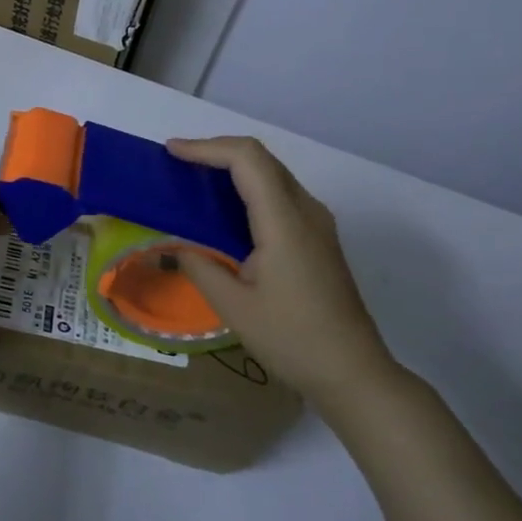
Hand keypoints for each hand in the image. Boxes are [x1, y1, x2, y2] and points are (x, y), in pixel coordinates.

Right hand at [169, 136, 399, 409]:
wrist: (353, 373)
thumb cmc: (292, 340)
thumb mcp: (233, 306)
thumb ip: (197, 265)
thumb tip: (168, 244)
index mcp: (285, 223)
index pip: (247, 160)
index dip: (207, 147)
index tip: (171, 152)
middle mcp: (307, 211)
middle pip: (261, 159)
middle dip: (216, 151)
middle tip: (175, 163)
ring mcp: (317, 224)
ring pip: (272, 174)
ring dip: (232, 168)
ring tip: (191, 181)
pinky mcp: (317, 238)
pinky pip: (279, 195)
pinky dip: (246, 189)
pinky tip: (221, 210)